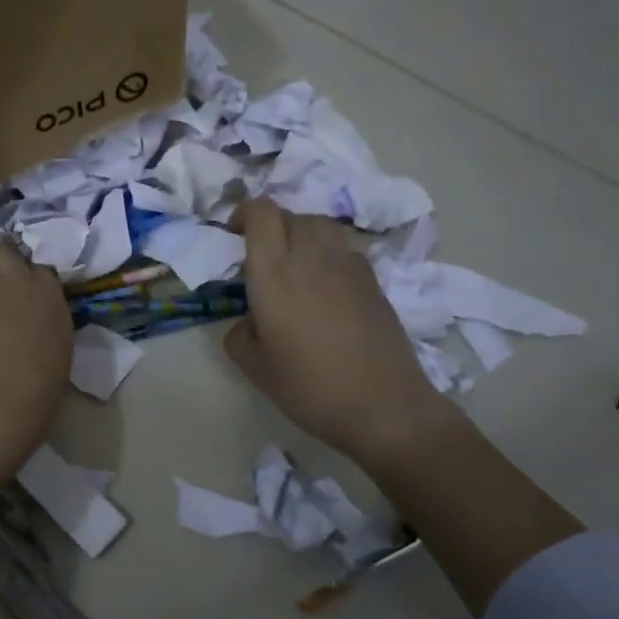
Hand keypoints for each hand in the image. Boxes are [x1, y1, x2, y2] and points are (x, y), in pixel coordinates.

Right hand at [226, 199, 448, 462]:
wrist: (384, 406)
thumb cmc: (310, 387)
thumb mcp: (254, 367)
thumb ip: (240, 333)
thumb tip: (252, 320)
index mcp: (275, 273)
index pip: (262, 212)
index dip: (245, 214)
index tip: (234, 237)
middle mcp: (311, 257)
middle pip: (290, 214)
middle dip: (269, 226)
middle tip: (259, 257)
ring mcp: (348, 265)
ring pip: (320, 225)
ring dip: (300, 233)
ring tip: (293, 264)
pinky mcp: (373, 280)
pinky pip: (343, 247)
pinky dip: (326, 253)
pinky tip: (324, 285)